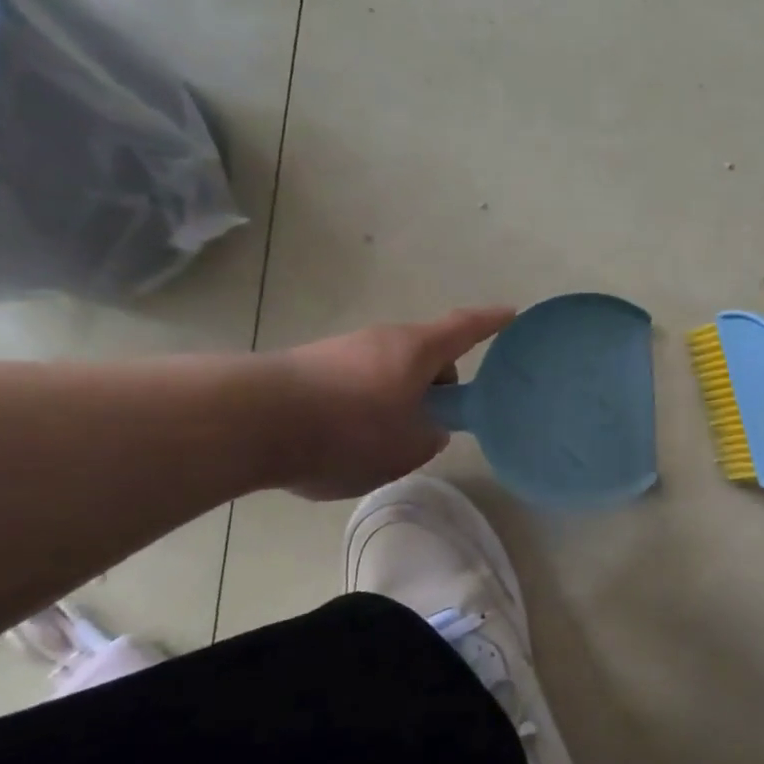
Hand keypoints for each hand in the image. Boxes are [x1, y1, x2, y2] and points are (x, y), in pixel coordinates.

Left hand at [271, 307, 514, 499]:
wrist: (251, 421)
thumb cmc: (348, 430)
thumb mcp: (406, 449)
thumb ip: (429, 438)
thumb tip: (426, 428)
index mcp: (417, 350)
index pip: (465, 328)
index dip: (491, 322)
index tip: (511, 314)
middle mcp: (382, 339)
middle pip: (424, 356)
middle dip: (434, 385)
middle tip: (431, 423)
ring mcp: (342, 349)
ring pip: (387, 372)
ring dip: (395, 399)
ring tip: (380, 444)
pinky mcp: (309, 366)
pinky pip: (353, 383)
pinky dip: (361, 407)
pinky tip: (341, 443)